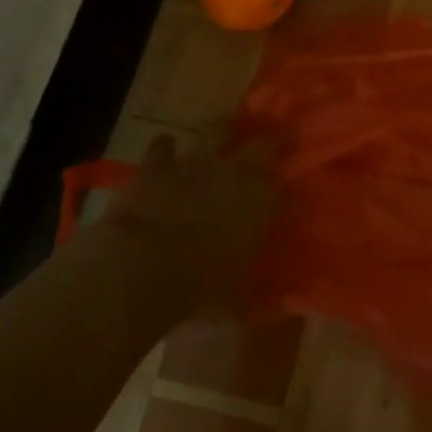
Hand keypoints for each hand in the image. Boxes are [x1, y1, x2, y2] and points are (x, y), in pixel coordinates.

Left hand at [94, 135, 276, 313]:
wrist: (139, 267)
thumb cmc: (198, 286)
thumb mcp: (237, 297)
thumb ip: (256, 290)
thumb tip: (273, 302)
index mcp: (262, 200)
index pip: (286, 182)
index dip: (290, 180)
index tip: (292, 182)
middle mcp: (236, 172)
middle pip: (264, 143)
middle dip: (271, 140)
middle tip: (275, 138)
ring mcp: (196, 162)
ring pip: (218, 130)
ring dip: (223, 130)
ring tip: (225, 129)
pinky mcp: (158, 165)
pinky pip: (164, 146)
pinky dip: (166, 148)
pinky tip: (167, 148)